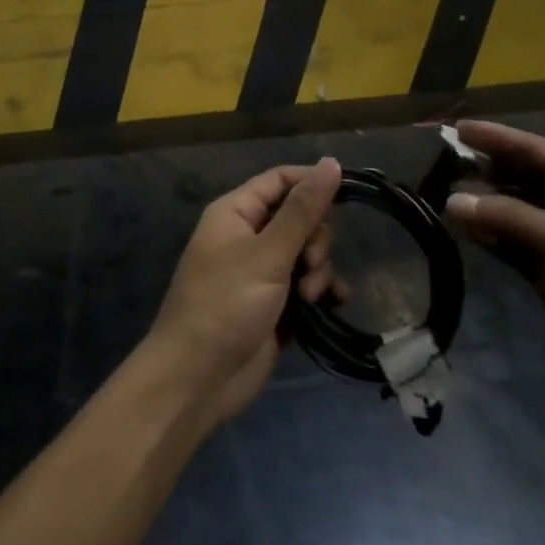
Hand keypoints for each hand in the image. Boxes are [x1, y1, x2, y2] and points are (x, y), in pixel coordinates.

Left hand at [147, 157, 341, 428]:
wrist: (196, 381)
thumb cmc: (224, 306)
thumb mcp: (267, 254)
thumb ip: (302, 210)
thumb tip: (331, 162)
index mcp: (236, 212)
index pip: (280, 180)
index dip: (313, 182)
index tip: (348, 192)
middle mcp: (248, 236)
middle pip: (299, 217)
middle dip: (314, 239)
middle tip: (308, 266)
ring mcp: (262, 272)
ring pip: (307, 252)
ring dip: (317, 270)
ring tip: (309, 297)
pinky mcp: (275, 304)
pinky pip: (307, 284)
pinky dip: (321, 291)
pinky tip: (333, 303)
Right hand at [445, 121, 544, 418]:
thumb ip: (509, 218)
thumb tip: (451, 200)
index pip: (537, 150)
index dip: (497, 137)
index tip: (456, 128)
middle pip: (524, 178)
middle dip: (486, 170)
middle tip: (440, 164)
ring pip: (516, 212)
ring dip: (484, 205)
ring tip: (443, 197)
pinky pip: (515, 245)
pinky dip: (491, 237)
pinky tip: (463, 231)